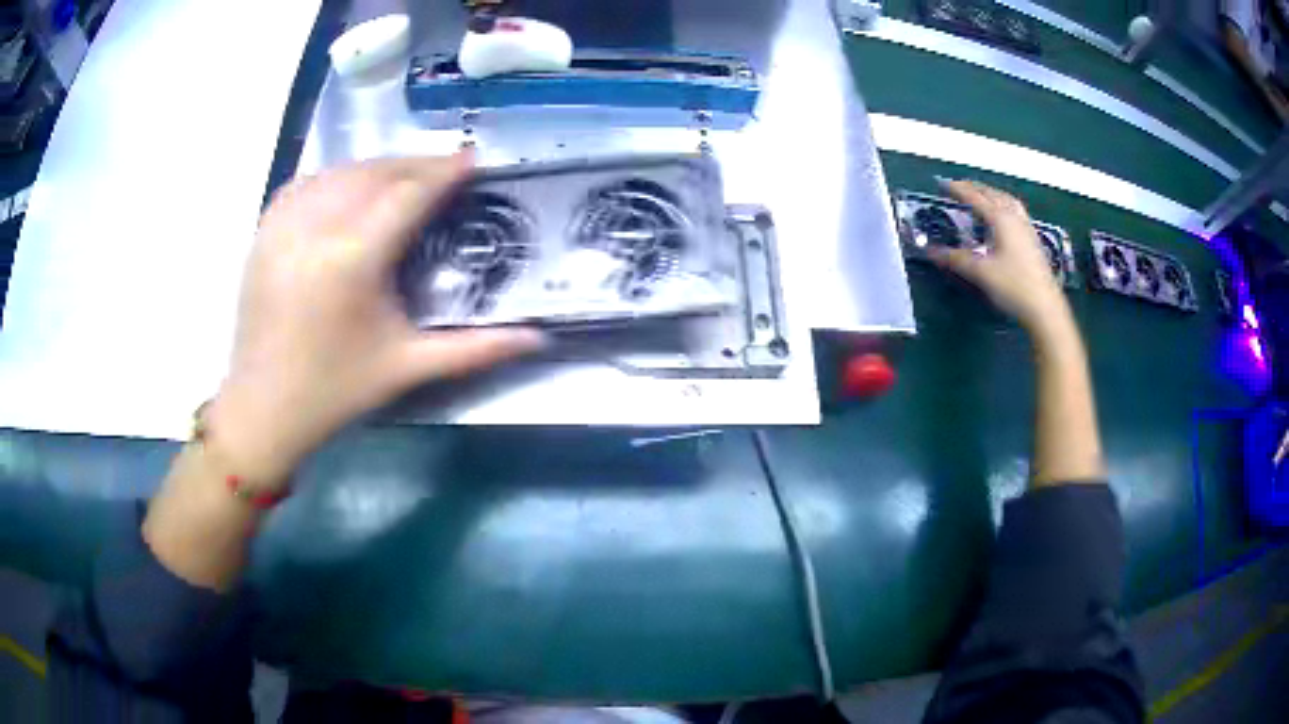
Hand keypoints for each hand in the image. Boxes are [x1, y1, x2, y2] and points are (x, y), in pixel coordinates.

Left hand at [208, 154, 543, 487]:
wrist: (261, 410)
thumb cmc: (335, 392)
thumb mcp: (407, 368)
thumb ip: (476, 350)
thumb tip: (538, 340)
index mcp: (352, 260)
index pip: (408, 194)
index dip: (445, 172)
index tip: (474, 159)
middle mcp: (315, 228)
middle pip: (376, 172)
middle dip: (416, 164)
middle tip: (447, 169)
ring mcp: (283, 225)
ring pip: (340, 171)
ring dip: (378, 167)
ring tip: (405, 176)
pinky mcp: (263, 231)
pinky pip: (306, 184)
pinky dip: (336, 177)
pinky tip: (351, 187)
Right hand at [928, 180, 1072, 337]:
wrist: (1045, 307)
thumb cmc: (1013, 286)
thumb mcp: (981, 273)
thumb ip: (956, 259)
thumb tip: (932, 251)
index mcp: (1001, 219)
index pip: (976, 198)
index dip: (959, 190)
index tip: (944, 185)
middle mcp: (1015, 218)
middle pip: (993, 194)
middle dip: (975, 188)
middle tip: (959, 187)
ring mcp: (1026, 228)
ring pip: (1007, 201)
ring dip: (992, 194)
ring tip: (981, 196)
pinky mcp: (1033, 240)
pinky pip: (1016, 212)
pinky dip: (1004, 206)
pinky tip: (1003, 216)